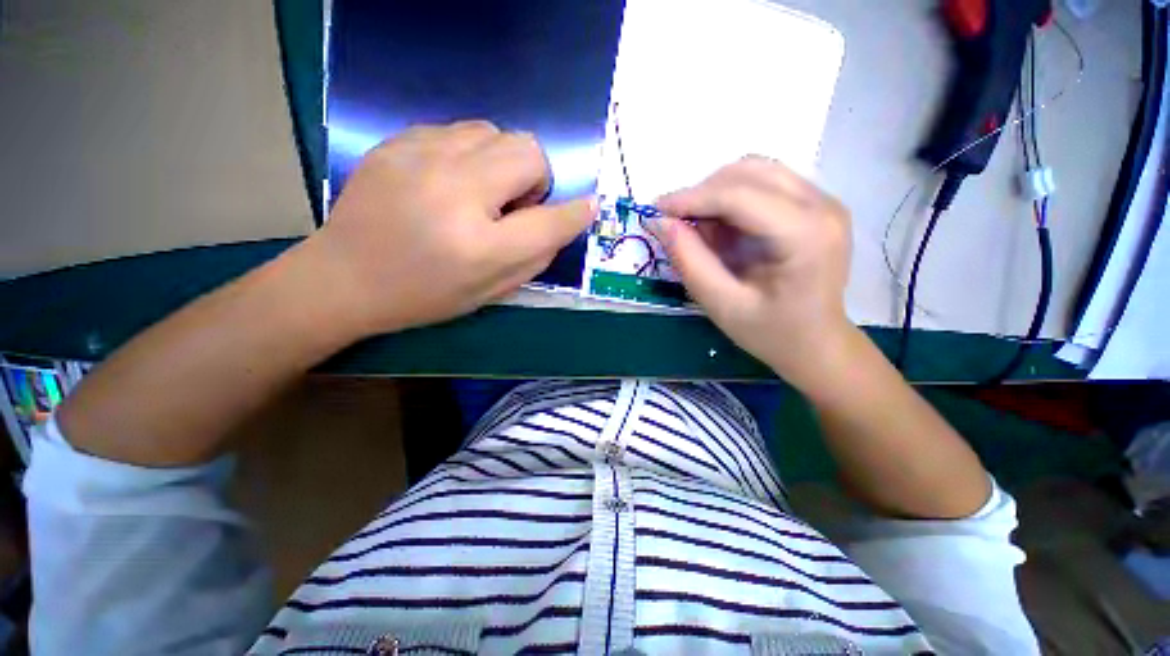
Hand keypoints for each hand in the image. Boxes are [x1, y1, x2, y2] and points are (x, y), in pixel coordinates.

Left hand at [308, 121, 594, 335]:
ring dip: (502, 163)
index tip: (588, 206)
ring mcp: (421, 158)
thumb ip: (534, 258)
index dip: (577, 213)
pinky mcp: (398, 141)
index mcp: (480, 246)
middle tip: (512, 205)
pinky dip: (470, 154)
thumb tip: (563, 222)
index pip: (550, 221)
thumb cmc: (424, 296)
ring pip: (495, 132)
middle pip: (528, 151)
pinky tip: (449, 180)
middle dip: (534, 179)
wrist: (344, 277)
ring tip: (480, 192)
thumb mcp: (490, 292)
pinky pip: (459, 130)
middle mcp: (455, 193)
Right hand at [650, 156, 854, 390]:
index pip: (739, 195)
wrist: (816, 344)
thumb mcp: (722, 305)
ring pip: (756, 170)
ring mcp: (823, 201)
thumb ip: (690, 261)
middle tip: (673, 222)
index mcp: (806, 235)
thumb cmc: (770, 333)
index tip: (654, 211)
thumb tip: (659, 223)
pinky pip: (764, 183)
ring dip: (715, 192)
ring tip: (696, 225)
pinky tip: (720, 226)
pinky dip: (731, 197)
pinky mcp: (815, 205)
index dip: (691, 198)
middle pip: (749, 173)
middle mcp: (822, 206)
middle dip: (702, 193)